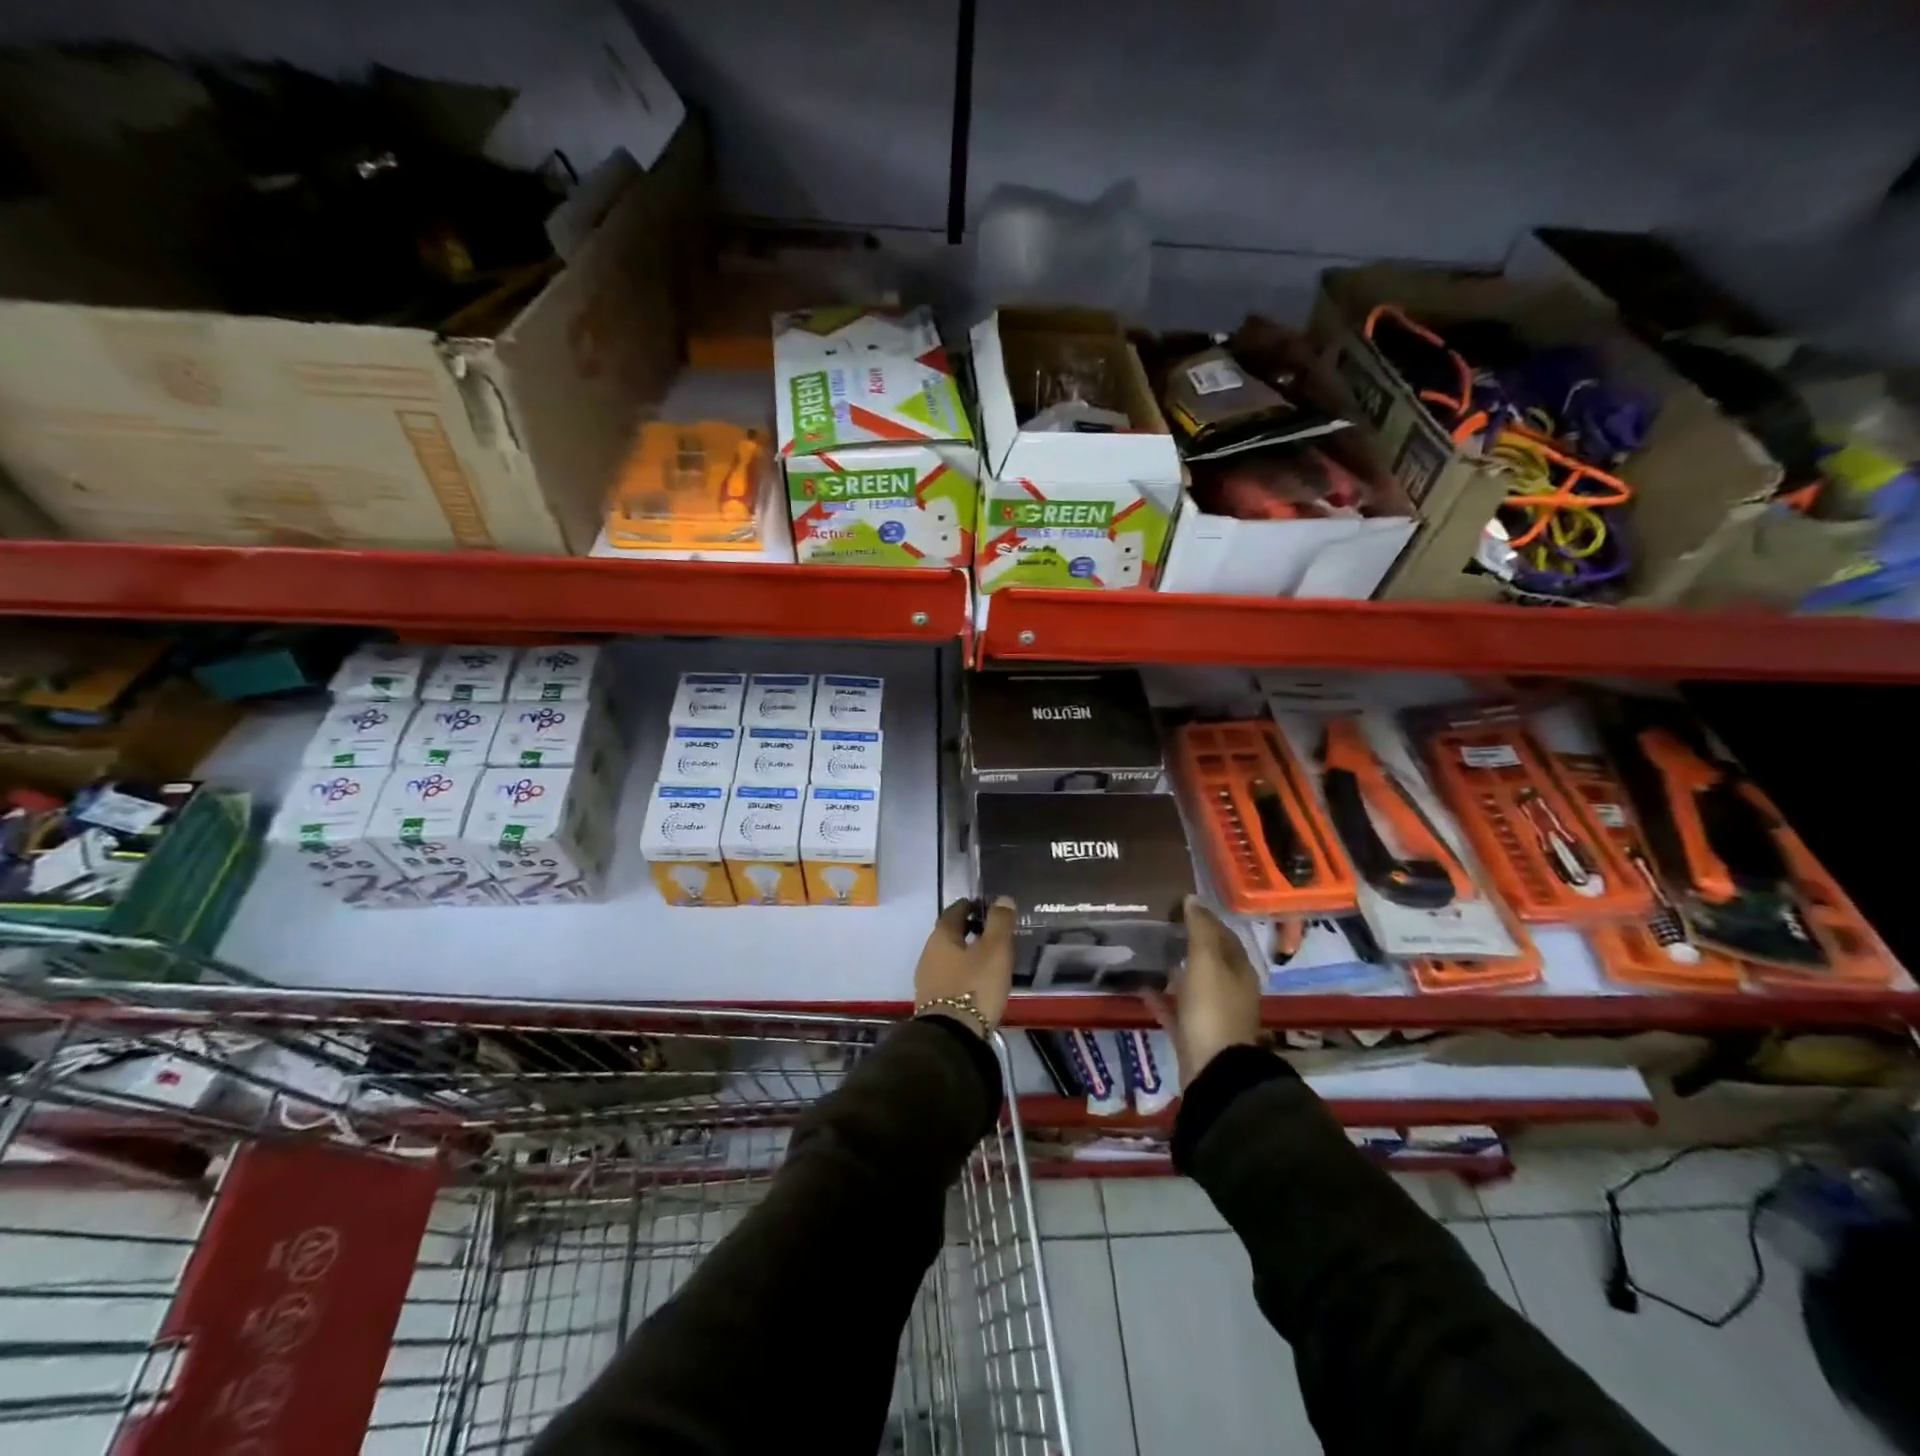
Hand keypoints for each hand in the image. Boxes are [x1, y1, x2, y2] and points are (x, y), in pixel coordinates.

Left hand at [914, 897, 1016, 1036]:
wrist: (952, 1037)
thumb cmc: (975, 986)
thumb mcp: (995, 950)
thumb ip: (999, 922)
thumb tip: (1002, 899)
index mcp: (941, 937)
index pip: (954, 911)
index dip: (970, 906)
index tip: (984, 907)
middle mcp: (928, 954)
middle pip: (949, 934)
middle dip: (968, 930)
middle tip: (990, 932)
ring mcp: (926, 979)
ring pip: (948, 957)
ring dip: (964, 953)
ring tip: (987, 958)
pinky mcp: (931, 1002)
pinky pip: (948, 977)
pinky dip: (961, 973)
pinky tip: (976, 982)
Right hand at [1147, 895, 1262, 1082]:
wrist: (1213, 1070)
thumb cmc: (1212, 1009)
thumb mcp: (1206, 962)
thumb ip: (1200, 929)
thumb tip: (1193, 898)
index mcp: (1239, 970)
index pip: (1224, 935)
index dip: (1204, 918)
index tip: (1178, 905)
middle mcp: (1230, 990)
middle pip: (1208, 960)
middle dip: (1187, 942)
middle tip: (1158, 926)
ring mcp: (1212, 1014)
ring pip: (1191, 984)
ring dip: (1174, 969)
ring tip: (1147, 953)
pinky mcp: (1194, 1035)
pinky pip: (1175, 1010)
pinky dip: (1160, 998)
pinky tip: (1141, 987)